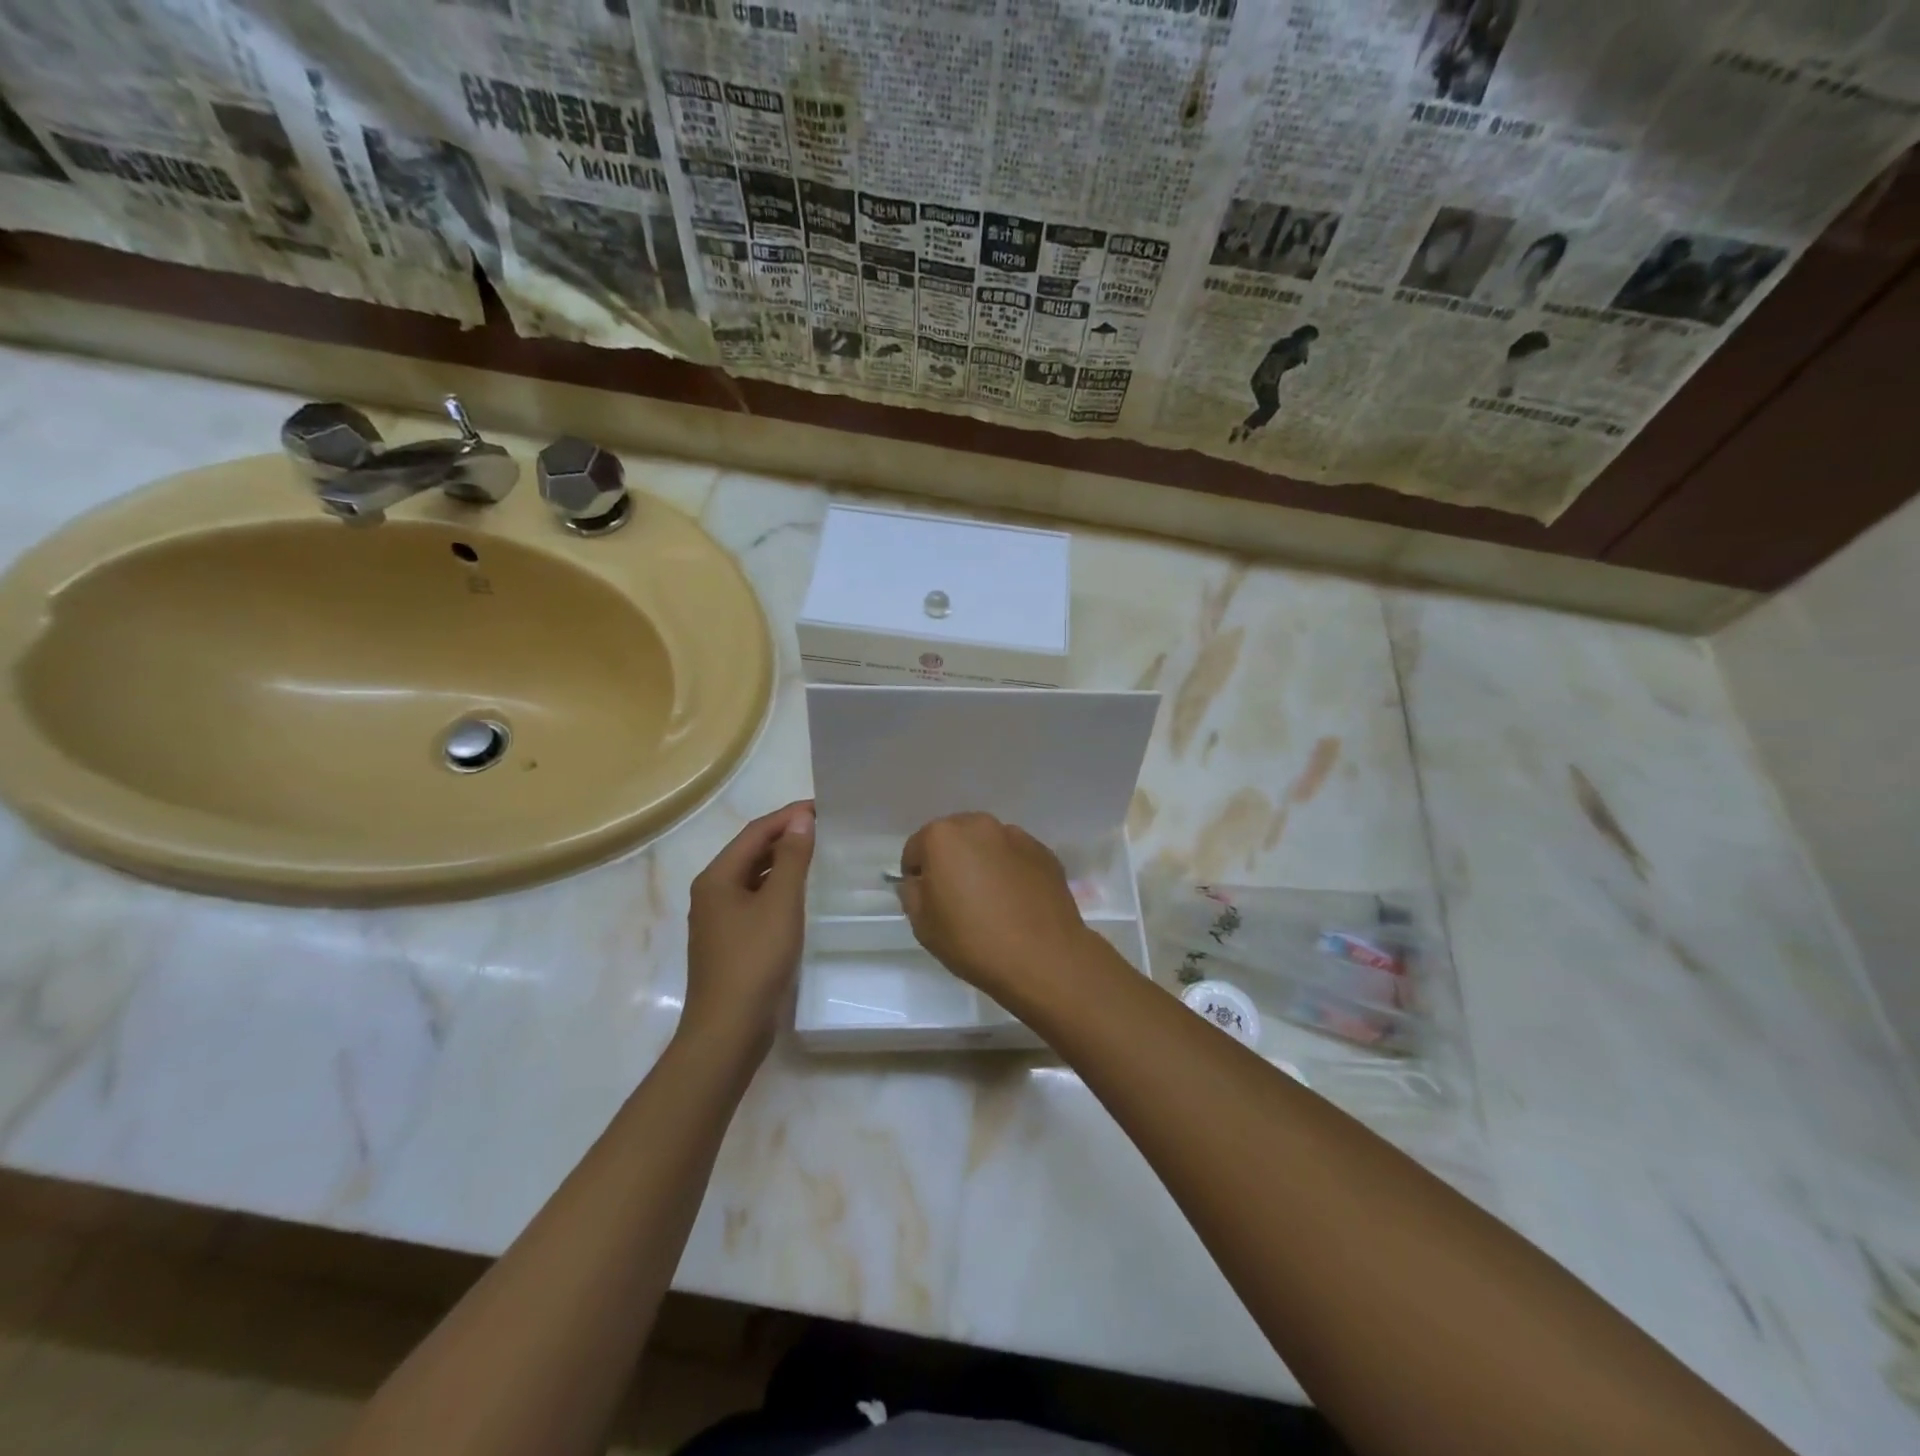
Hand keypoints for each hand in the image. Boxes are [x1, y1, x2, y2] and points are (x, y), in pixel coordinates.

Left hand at [682, 800, 813, 1058]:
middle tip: (823, 829)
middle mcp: (712, 893)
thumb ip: (792, 858)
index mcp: (717, 878)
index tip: (822, 808)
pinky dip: (776, 889)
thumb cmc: (755, 959)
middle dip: (784, 836)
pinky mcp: (729, 943)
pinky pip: (754, 901)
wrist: (728, 1030)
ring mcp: (718, 920)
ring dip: (781, 862)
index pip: (754, 832)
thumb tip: (801, 818)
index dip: (787, 816)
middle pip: (750, 852)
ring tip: (816, 855)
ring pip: (752, 878)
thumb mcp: (780, 903)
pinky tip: (799, 896)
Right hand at [895, 812, 1101, 1009]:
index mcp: (943, 836)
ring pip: (987, 845)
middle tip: (957, 898)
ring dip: (982, 862)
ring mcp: (1016, 836)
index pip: (916, 849)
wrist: (1043, 958)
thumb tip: (921, 882)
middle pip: (954, 838)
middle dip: (950, 861)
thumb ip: (912, 893)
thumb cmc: (973, 941)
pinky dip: (1010, 870)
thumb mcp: (922, 925)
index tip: (926, 901)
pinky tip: (1016, 902)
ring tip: (991, 900)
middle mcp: (979, 825)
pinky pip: (1015, 857)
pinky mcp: (1044, 852)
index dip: (917, 876)